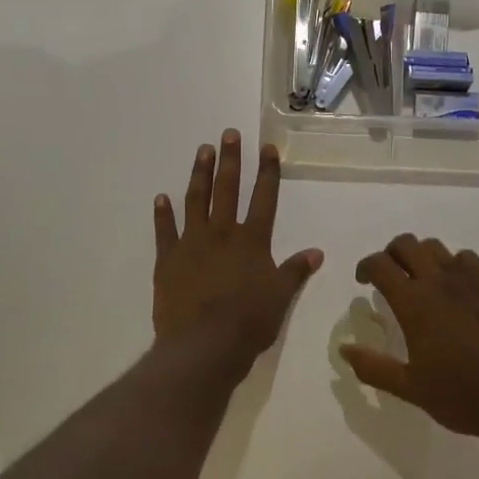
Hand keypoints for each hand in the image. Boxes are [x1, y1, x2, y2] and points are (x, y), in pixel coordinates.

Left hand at [153, 130, 322, 379]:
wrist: (203, 344)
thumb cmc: (249, 322)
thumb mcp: (280, 297)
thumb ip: (295, 271)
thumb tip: (317, 252)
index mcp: (252, 241)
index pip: (264, 199)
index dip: (268, 173)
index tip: (267, 148)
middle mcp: (222, 234)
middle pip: (227, 190)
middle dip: (230, 160)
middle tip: (229, 133)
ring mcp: (192, 244)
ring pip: (196, 201)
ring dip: (200, 174)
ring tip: (202, 150)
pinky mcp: (168, 260)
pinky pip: (164, 231)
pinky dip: (162, 214)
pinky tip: (161, 197)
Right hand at [340, 235, 478, 442]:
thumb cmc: (460, 396)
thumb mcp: (410, 388)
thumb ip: (374, 367)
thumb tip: (344, 349)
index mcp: (414, 304)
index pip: (380, 264)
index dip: (366, 266)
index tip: (364, 281)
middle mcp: (440, 282)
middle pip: (407, 244)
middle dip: (391, 254)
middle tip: (390, 276)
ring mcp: (471, 280)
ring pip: (437, 247)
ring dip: (421, 256)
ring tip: (421, 280)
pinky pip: (468, 258)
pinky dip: (453, 264)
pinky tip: (456, 287)